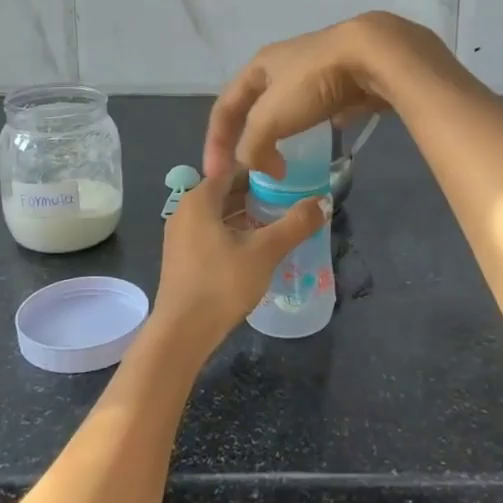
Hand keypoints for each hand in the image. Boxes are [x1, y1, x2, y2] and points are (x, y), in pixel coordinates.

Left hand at [148, 170, 327, 358]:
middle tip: (288, 199)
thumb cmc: (221, 283)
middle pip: (225, 191)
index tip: (288, 176)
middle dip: (256, 193)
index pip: (233, 169)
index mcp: (199, 199)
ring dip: (246, 215)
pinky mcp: (182, 258)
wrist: (182, 333)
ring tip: (277, 222)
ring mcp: (180, 236)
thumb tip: (323, 201)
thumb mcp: (265, 251)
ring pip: (218, 214)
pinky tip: (256, 247)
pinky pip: (211, 232)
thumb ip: (296, 224)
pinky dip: (234, 232)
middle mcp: (184, 210)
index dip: (261, 170)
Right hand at [204, 12, 438, 179]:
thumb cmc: (313, 82)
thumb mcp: (271, 117)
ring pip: (286, 107)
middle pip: (254, 107)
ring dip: (279, 133)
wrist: (373, 56)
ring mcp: (314, 70)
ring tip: (282, 158)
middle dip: (248, 137)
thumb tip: (254, 166)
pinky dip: (312, 126)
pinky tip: (322, 139)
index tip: (215, 177)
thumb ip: (252, 145)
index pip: (224, 107)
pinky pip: (318, 107)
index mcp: (257, 66)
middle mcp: (281, 64)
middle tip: (250, 167)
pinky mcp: (342, 80)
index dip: (215, 143)